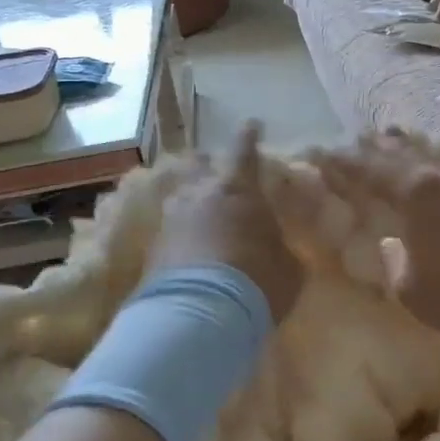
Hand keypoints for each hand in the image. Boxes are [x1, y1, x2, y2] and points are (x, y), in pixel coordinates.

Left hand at [148, 122, 304, 320]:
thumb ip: (280, 248)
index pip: (245, 150)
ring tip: (202, 219)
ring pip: (181, 198)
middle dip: (210, 167)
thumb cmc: (257, 280)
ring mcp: (171, 219)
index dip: (249, 136)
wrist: (199, 316)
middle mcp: (200, 193)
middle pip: (200, 165)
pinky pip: (171, 231)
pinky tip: (190, 253)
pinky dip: (182, 236)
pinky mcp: (152, 249)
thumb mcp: (288, 266)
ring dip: (193, 203)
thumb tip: (276, 249)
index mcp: (238, 189)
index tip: (252, 124)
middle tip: (220, 179)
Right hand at [312, 131, 439, 345]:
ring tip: (390, 139)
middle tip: (353, 139)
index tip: (323, 157)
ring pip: (428, 155)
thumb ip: (395, 263)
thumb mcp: (412, 289)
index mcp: (414, 192)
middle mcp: (439, 176)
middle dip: (373, 147)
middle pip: (399, 153)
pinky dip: (431, 163)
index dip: (344, 165)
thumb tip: (391, 245)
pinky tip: (435, 167)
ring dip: (405, 149)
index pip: (369, 171)